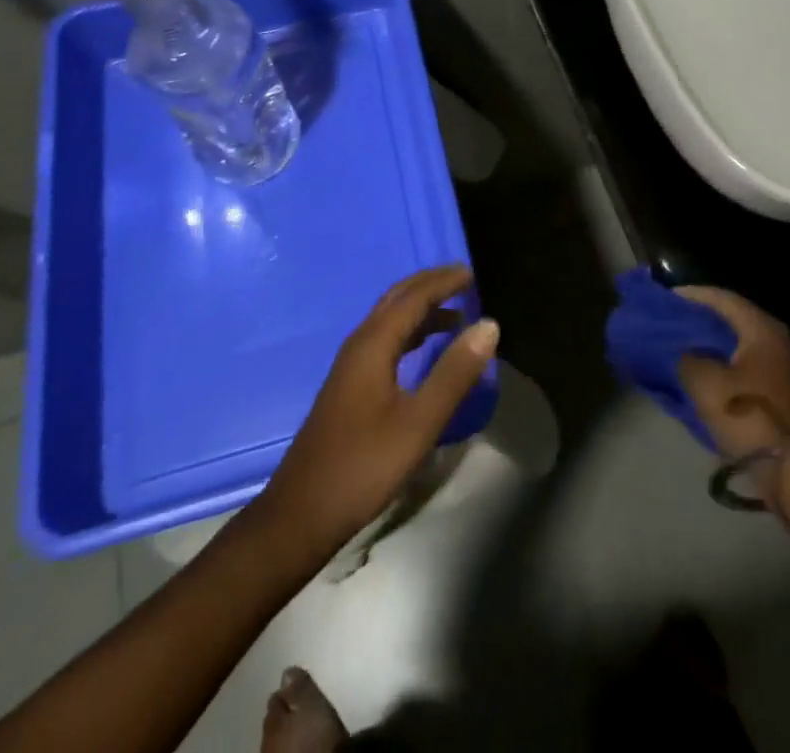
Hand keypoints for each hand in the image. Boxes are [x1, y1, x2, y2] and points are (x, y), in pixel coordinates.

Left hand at [256, 266, 498, 556]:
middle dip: (430, 285)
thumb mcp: (419, 423)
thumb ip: (454, 373)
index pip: (414, 297)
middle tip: (465, 280)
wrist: (301, 514)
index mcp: (373, 344)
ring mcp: (351, 365)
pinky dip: (411, 331)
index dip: (444, 282)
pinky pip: (386, 340)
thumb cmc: (363, 466)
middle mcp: (359, 344)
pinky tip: (426, 348)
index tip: (474, 273)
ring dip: (422, 308)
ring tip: (456, 310)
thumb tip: (488, 325)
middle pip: (398, 299)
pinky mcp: (350, 386)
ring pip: (390, 320)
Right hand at [675, 286, 789, 531]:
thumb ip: (687, 358)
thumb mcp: (707, 385)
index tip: (665, 297)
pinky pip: (740, 365)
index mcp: (761, 329)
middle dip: (698, 318)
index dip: (691, 295)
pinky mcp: (775, 392)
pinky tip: (696, 371)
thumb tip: (683, 352)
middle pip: (730, 319)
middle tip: (668, 319)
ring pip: (735, 344)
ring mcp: (778, 367)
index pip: (722, 298)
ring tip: (676, 344)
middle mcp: (774, 340)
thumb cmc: (750, 417)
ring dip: (707, 343)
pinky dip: (718, 363)